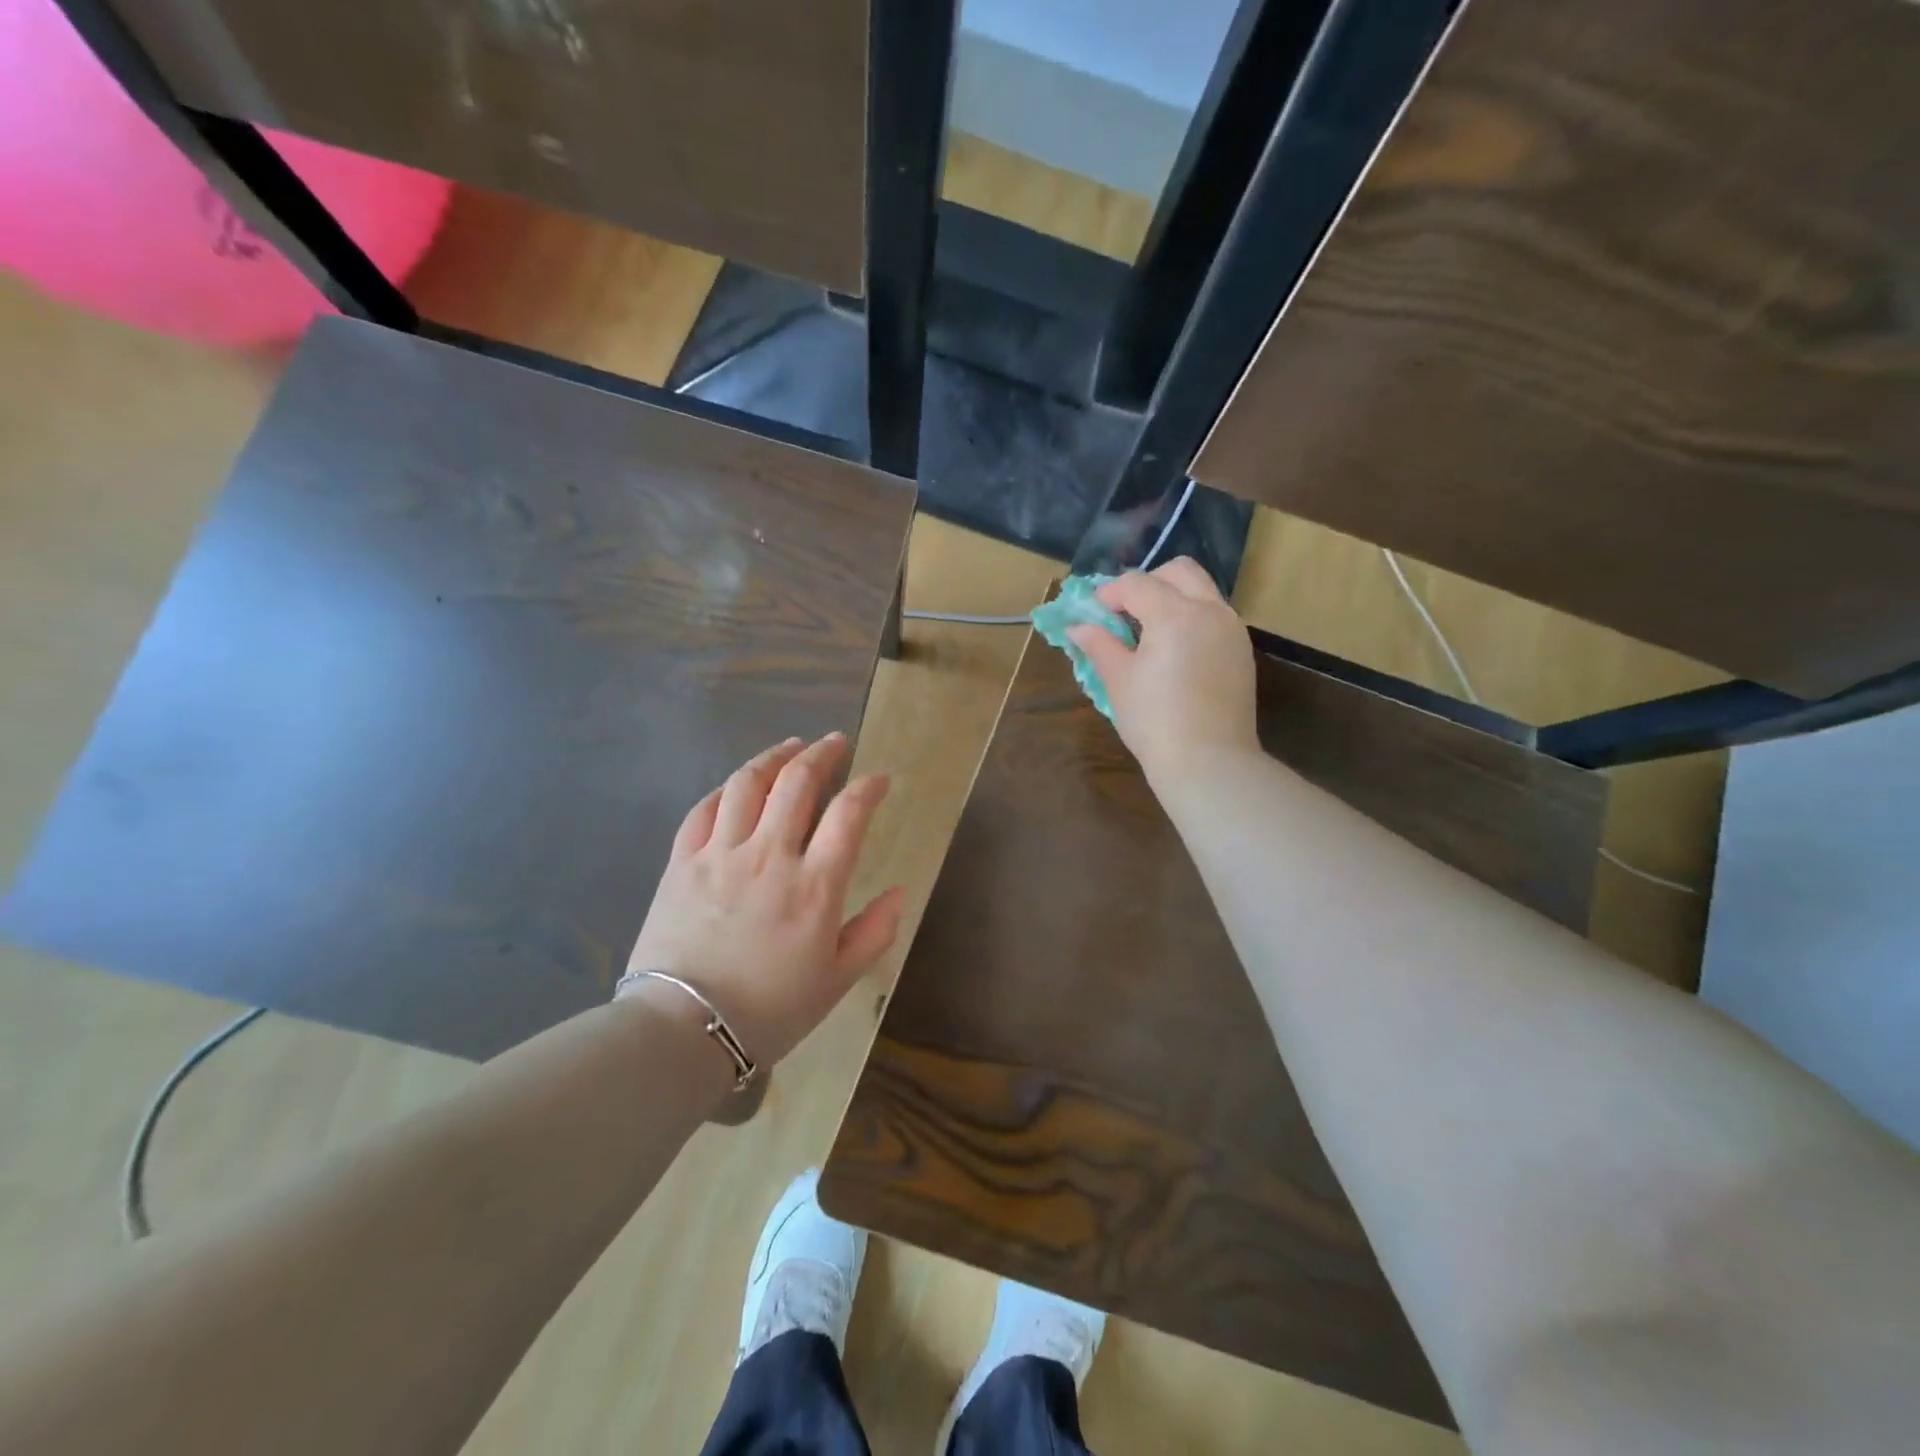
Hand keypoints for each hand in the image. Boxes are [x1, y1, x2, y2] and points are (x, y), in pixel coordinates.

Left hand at [623, 734, 905, 1068]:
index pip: (848, 814)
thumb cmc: (770, 1011)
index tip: (878, 778)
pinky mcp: (682, 862)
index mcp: (815, 885)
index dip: (868, 787)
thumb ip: (874, 932)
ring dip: (774, 757)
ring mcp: (721, 854)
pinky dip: (726, 788)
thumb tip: (898, 892)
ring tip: (790, 747)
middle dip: (822, 754)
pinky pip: (704, 809)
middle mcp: (770, 855)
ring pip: (748, 784)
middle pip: (797, 783)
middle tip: (835, 742)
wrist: (682, 1032)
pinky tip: (737, 784)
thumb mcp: (838, 980)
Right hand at [1067, 557, 1259, 779]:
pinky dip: (1192, 618)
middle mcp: (1210, 610)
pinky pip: (1215, 616)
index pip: (1136, 584)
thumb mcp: (1118, 680)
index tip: (1092, 614)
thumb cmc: (1154, 721)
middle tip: (1125, 612)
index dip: (1108, 594)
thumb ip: (1099, 645)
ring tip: (1148, 632)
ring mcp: (1232, 629)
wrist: (1209, 761)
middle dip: (1147, 582)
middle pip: (1178, 571)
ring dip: (1173, 597)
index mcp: (1175, 614)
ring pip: (1202, 590)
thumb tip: (1078, 627)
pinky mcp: (1242, 651)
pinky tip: (1174, 651)